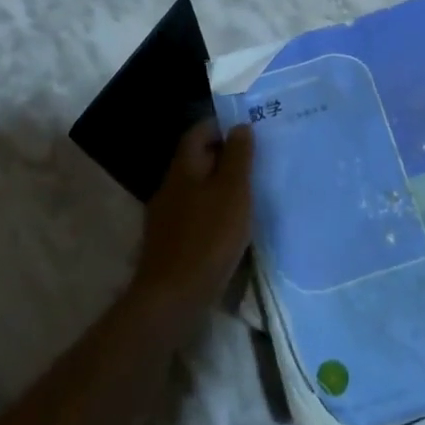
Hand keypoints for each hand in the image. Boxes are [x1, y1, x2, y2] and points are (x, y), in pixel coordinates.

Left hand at [131, 120, 253, 330]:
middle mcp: (170, 186)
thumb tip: (240, 126)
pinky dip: (214, 211)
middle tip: (257, 162)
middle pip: (196, 159)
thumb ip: (238, 157)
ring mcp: (167, 216)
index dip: (222, 126)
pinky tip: (232, 226)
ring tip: (250, 193)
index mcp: (184, 168)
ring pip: (196, 188)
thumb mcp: (232, 192)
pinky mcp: (170, 242)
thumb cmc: (208, 237)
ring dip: (220, 186)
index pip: (198, 132)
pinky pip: (195, 214)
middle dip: (224, 156)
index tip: (250, 132)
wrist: (172, 297)